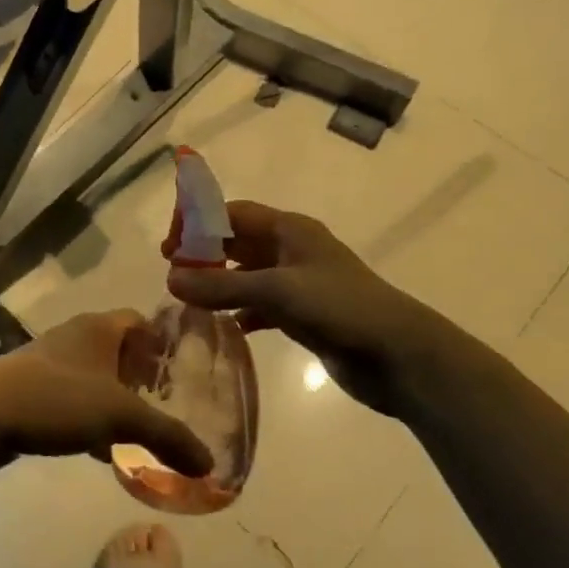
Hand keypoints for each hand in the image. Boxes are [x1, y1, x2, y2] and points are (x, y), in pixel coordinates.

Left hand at [0, 311, 211, 476]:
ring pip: (96, 379)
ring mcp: (51, 365)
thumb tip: (209, 465)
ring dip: (118, 401)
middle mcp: (76, 338)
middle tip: (172, 405)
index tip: (187, 371)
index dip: (165, 341)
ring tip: (144, 431)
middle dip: (144, 377)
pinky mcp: (33, 392)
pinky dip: (92, 421)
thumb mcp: (120, 415)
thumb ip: (167, 437)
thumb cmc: (56, 398)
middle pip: (120, 351)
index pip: (141, 320)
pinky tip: (104, 451)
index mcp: (99, 327)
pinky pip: (74, 402)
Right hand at [163, 201, 424, 417]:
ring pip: (248, 275)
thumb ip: (221, 286)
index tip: (170, 247)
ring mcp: (299, 283)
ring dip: (220, 285)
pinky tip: (224, 327)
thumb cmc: (339, 308)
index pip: (234, 213)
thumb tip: (169, 279)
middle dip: (205, 254)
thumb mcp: (276, 291)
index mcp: (289, 230)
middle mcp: (292, 250)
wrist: (399, 355)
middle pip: (238, 242)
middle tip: (172, 275)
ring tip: (188, 301)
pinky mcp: (304, 314)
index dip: (199, 223)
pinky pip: (262, 306)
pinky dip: (241, 312)